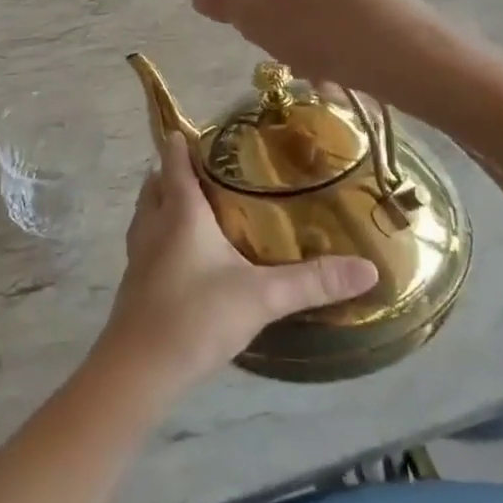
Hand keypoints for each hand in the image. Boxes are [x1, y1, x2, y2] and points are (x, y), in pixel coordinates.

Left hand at [98, 134, 377, 396]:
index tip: (204, 131)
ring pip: (147, 212)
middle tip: (210, 170)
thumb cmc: (196, 317)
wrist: (138, 370)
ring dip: (165, 201)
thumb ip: (313, 282)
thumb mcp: (262, 297)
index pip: (174, 160)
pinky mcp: (134, 282)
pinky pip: (146, 241)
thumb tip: (368, 268)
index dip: (183, 141)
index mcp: (180, 211)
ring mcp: (138, 254)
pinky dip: (161, 233)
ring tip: (199, 206)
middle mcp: (153, 224)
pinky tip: (186, 255)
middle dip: (175, 170)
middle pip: (156, 182)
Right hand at [190, 0, 453, 108]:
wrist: (402, 50)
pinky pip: (333, 0)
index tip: (250, 30)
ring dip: (296, 27)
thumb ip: (223, 3)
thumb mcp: (256, 19)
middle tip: (279, 47)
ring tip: (310, 61)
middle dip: (270, 14)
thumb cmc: (315, 27)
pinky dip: (325, 26)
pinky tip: (335, 57)